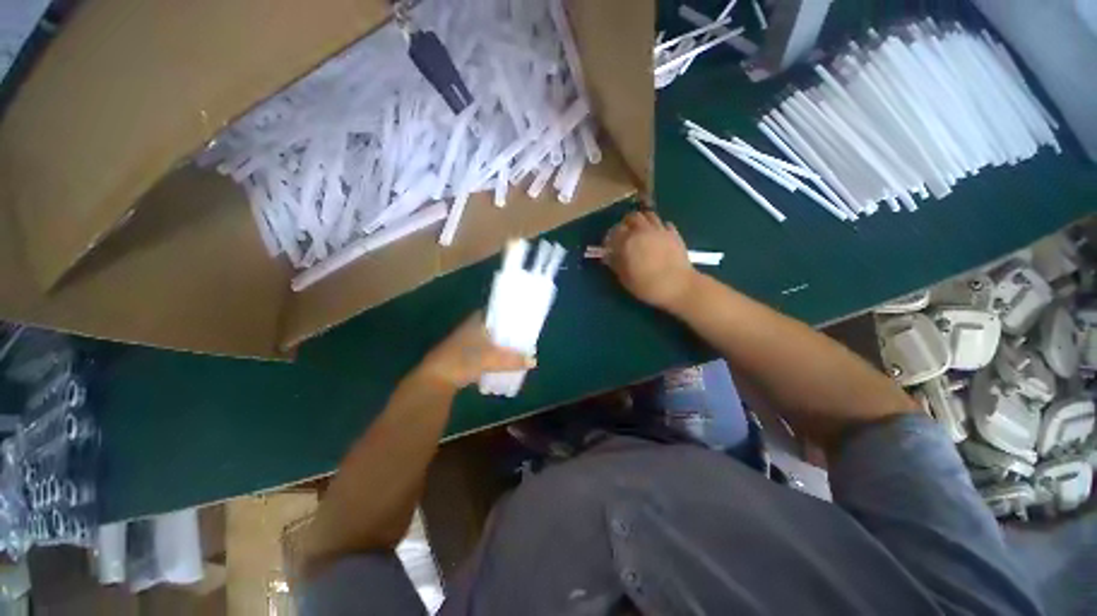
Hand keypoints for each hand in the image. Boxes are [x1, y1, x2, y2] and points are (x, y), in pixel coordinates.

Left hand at [416, 312, 534, 390]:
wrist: (436, 378)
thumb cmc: (463, 360)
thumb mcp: (491, 359)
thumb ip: (513, 360)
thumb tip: (533, 361)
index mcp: (478, 321)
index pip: (498, 312)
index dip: (512, 316)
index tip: (524, 321)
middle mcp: (472, 327)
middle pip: (496, 327)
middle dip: (509, 333)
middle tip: (525, 338)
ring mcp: (467, 341)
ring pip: (491, 340)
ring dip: (502, 345)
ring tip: (518, 350)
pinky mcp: (465, 355)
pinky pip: (485, 351)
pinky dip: (495, 355)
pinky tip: (503, 362)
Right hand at [603, 211, 696, 310]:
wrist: (678, 286)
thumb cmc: (647, 285)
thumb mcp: (625, 279)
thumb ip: (615, 264)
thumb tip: (608, 256)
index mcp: (628, 241)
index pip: (614, 231)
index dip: (610, 238)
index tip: (609, 246)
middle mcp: (643, 231)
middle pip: (632, 217)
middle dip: (626, 224)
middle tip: (624, 235)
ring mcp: (660, 230)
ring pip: (648, 215)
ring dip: (642, 221)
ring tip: (641, 232)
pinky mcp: (674, 234)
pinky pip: (664, 223)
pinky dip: (659, 227)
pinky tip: (658, 237)